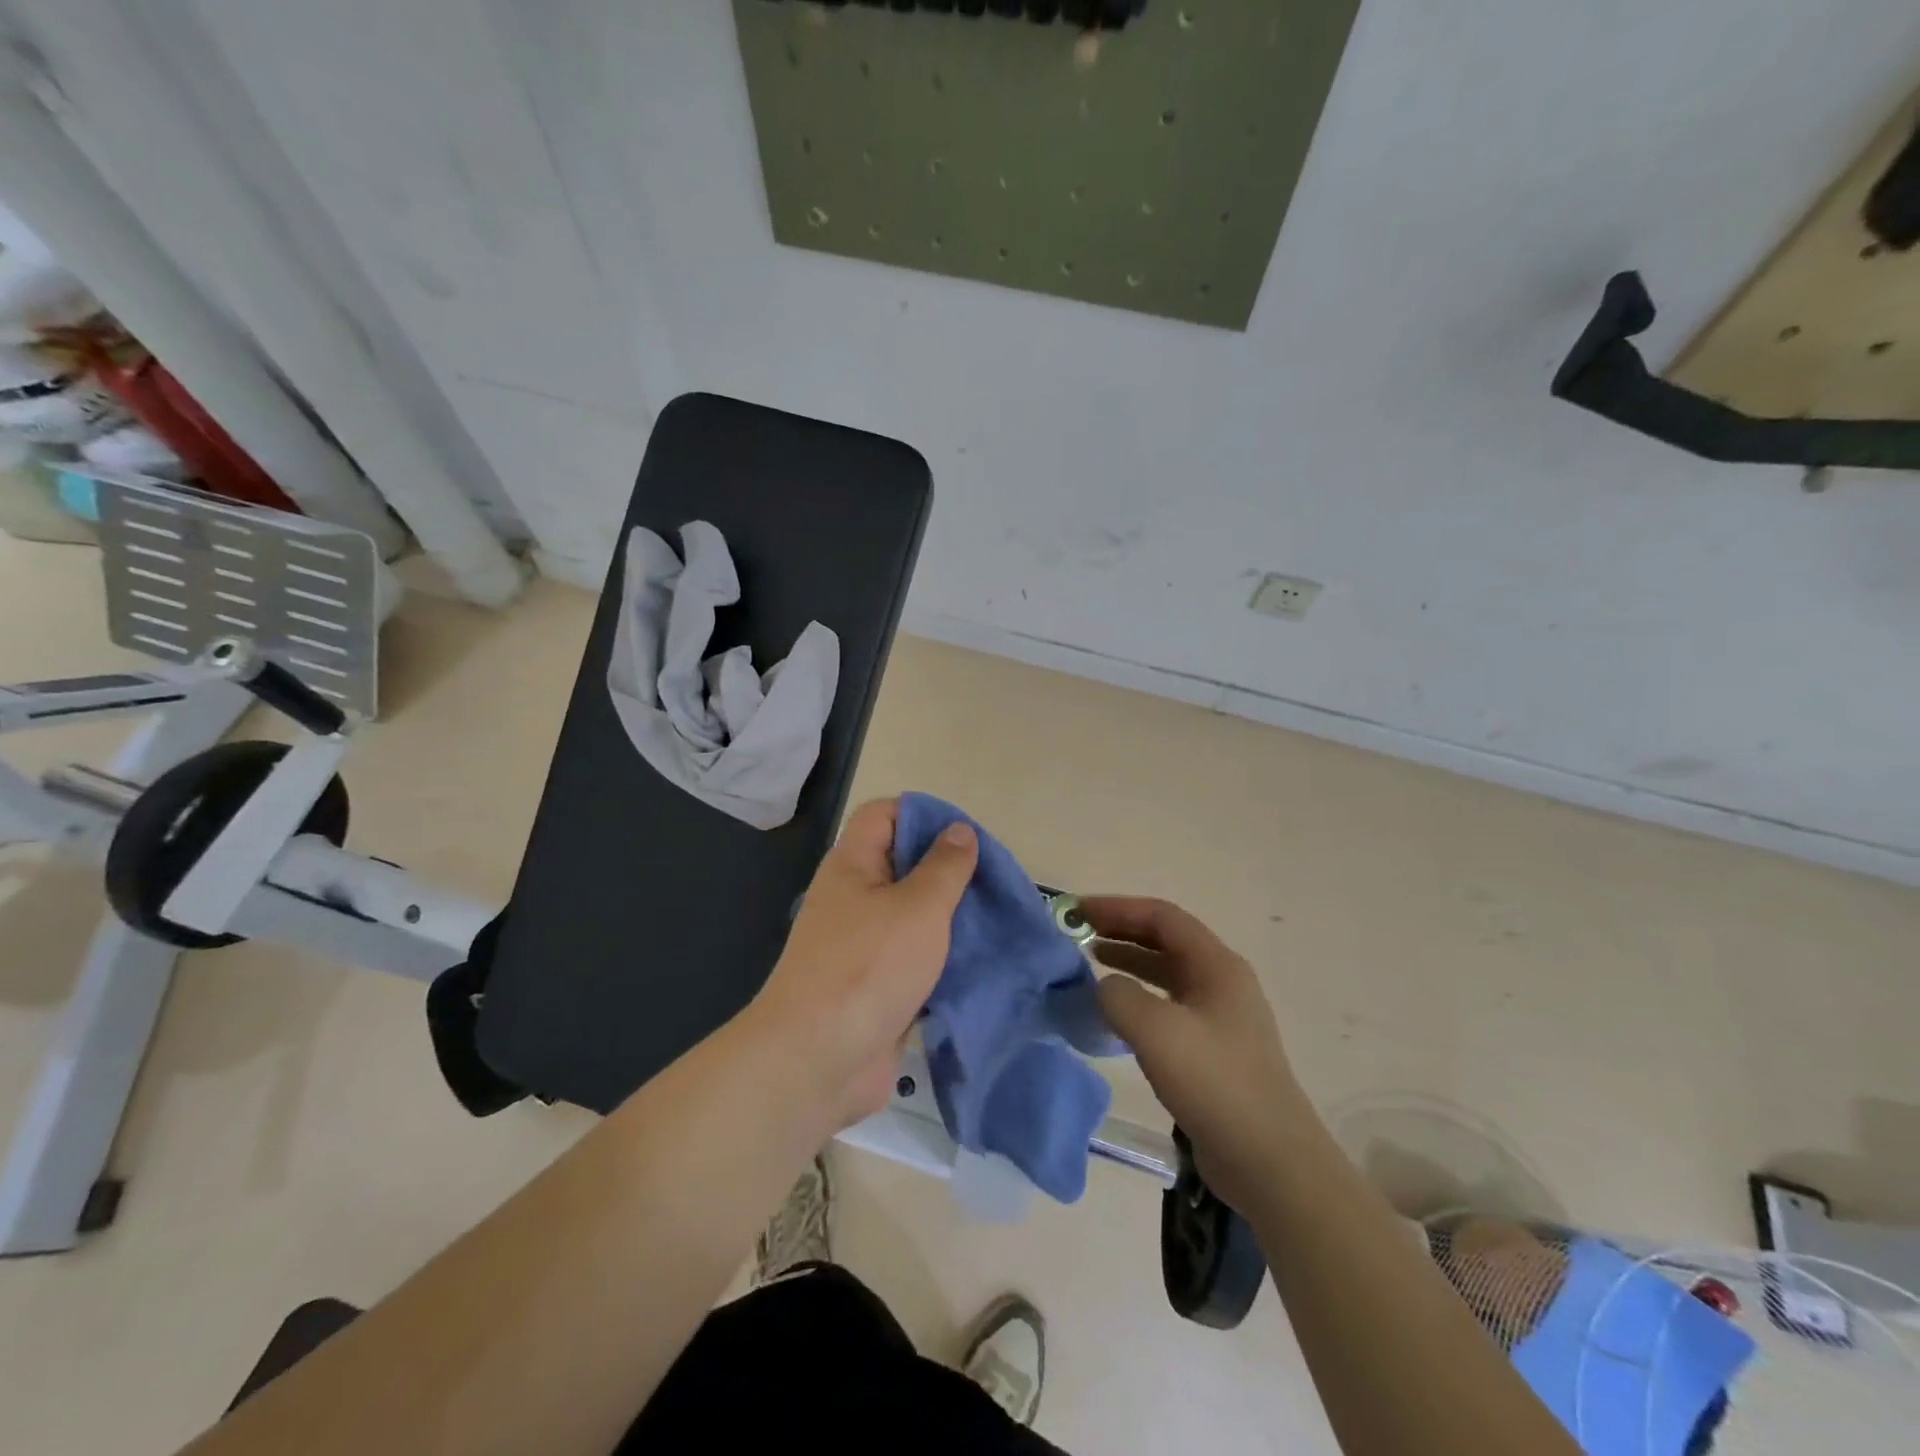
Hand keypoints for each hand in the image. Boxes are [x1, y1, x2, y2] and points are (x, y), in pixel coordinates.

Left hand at [748, 798, 977, 1133]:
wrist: (818, 1061)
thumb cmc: (869, 967)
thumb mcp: (918, 907)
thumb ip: (944, 867)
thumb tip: (959, 831)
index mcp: (852, 865)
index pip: (884, 815)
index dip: (923, 815)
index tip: (967, 837)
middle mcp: (853, 898)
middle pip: (902, 865)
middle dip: (947, 870)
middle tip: (992, 881)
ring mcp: (862, 944)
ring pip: (912, 915)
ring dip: (949, 918)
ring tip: (994, 919)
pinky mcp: (875, 985)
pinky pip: (913, 957)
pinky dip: (942, 957)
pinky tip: (978, 961)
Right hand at [1087, 897, 1309, 1216]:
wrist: (1270, 1162)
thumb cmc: (1215, 1084)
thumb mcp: (1156, 1031)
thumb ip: (1119, 996)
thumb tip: (1104, 987)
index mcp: (1217, 965)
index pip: (1162, 917)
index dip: (1118, 908)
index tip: (1078, 912)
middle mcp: (1222, 982)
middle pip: (1166, 941)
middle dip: (1121, 932)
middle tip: (1078, 935)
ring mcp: (1220, 1018)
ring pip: (1167, 974)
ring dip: (1129, 963)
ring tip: (1090, 964)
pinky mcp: (1214, 1051)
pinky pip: (1169, 1007)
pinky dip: (1139, 999)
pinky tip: (1115, 1015)